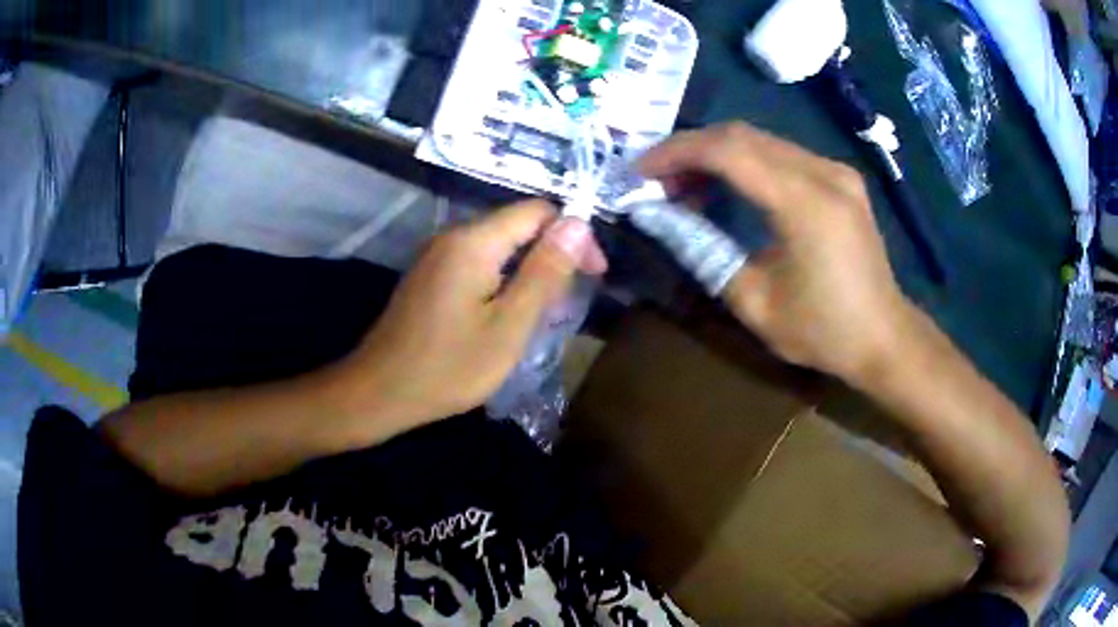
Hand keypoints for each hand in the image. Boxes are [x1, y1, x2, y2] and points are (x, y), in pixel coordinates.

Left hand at [335, 200, 606, 427]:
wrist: (379, 392)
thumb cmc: (448, 367)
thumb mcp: (509, 326)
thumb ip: (545, 272)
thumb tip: (579, 224)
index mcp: (475, 241)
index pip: (539, 211)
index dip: (573, 235)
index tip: (593, 274)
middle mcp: (454, 236)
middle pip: (518, 225)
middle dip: (551, 255)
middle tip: (567, 303)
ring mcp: (437, 255)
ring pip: (499, 246)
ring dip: (528, 271)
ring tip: (544, 314)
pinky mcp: (430, 275)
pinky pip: (477, 263)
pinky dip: (502, 281)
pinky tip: (506, 315)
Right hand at [640, 122, 913, 382]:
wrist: (885, 337)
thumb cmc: (824, 332)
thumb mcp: (755, 304)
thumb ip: (704, 251)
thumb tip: (660, 216)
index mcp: (806, 204)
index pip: (728, 151)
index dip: (676, 153)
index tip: (640, 170)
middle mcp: (824, 173)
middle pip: (742, 135)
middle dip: (691, 149)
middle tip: (658, 179)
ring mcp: (836, 171)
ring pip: (761, 139)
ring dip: (716, 154)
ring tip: (686, 186)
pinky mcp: (840, 177)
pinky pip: (782, 153)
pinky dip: (746, 162)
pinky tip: (729, 186)